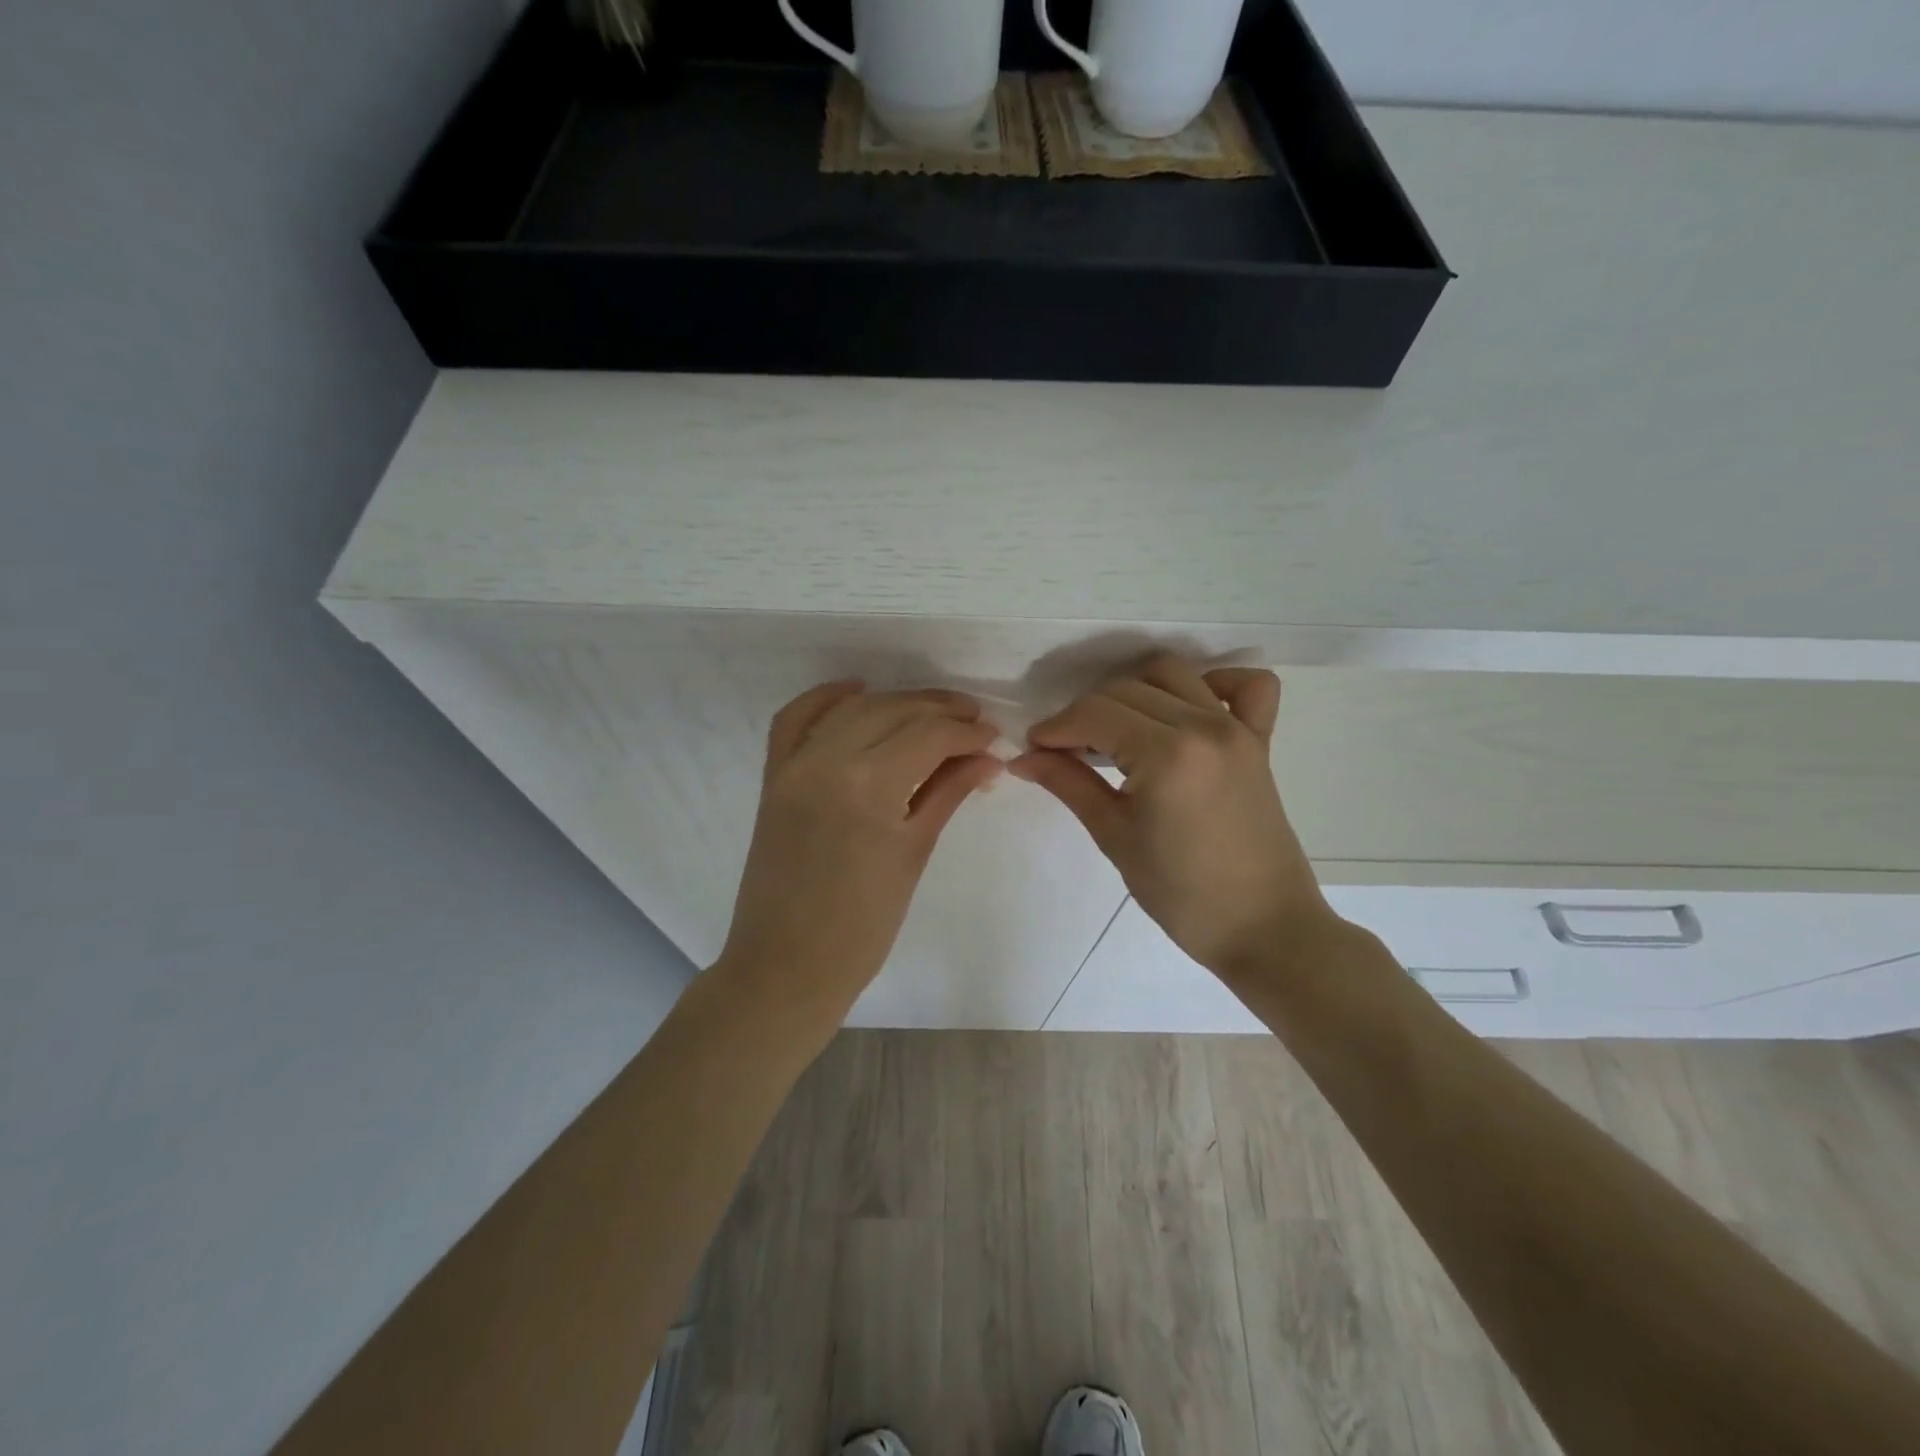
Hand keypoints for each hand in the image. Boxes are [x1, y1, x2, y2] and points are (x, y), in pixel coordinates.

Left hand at [715, 681, 1000, 1029]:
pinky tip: (858, 692)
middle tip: (974, 721)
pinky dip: (826, 698)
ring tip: (932, 712)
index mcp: (869, 785)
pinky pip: (795, 719)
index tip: (994, 737)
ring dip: (895, 701)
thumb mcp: (913, 853)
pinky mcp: (773, 776)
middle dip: (939, 710)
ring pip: (852, 708)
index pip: (929, 736)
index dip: (967, 732)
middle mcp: (827, 760)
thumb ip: (947, 793)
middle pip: (893, 711)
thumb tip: (986, 758)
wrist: (787, 965)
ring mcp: (794, 765)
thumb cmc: (863, 926)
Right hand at [1010, 654, 1334, 977]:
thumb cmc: (1181, 894)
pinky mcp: (1260, 740)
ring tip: (1116, 731)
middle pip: (1125, 689)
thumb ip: (1069, 785)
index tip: (1032, 749)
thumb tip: (1022, 758)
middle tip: (1064, 752)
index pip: (1094, 713)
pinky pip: (1248, 686)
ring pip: (1172, 674)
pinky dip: (1215, 683)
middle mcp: (1204, 725)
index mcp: (1166, 753)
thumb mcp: (1115, 837)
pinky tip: (1187, 710)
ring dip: (1133, 691)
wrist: (1262, 928)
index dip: (1055, 727)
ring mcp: (1237, 728)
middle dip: (1084, 714)